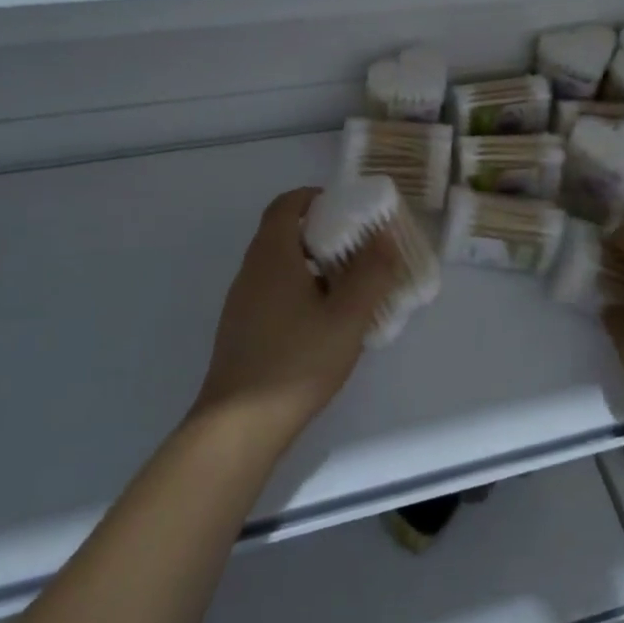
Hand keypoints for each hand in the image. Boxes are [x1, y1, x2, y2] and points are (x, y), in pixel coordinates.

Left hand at [190, 187, 402, 454]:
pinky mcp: (241, 329)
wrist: (239, 425)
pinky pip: (272, 291)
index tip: (347, 208)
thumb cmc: (297, 362)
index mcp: (272, 256)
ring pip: (278, 265)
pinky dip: (298, 289)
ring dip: (311, 263)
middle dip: (321, 232)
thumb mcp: (347, 317)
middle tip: (358, 247)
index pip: (286, 204)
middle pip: (282, 233)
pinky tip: (323, 322)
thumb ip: (371, 274)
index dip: (315, 197)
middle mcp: (251, 271)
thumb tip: (384, 238)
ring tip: (348, 285)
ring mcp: (241, 301)